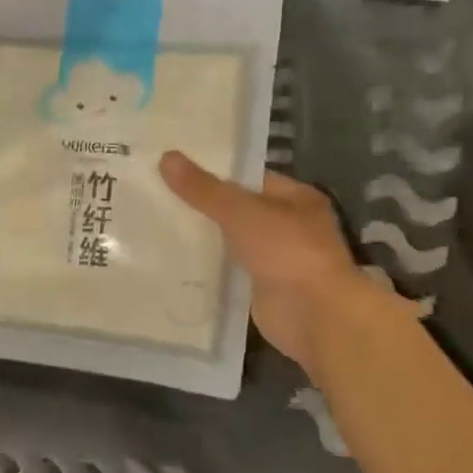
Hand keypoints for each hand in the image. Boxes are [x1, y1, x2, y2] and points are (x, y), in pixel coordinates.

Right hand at [159, 152, 373, 371]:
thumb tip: (166, 157)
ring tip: (157, 226)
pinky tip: (173, 262)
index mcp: (296, 199)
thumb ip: (203, 189)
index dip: (215, 173)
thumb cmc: (287, 252)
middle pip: (238, 210)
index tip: (176, 172)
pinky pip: (229, 271)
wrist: (314, 315)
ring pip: (231, 242)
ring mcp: (277, 260)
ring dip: (203, 239)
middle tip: (158, 197)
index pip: (249, 179)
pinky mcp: (261, 288)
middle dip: (203, 207)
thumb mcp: (241, 212)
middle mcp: (290, 226)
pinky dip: (207, 268)